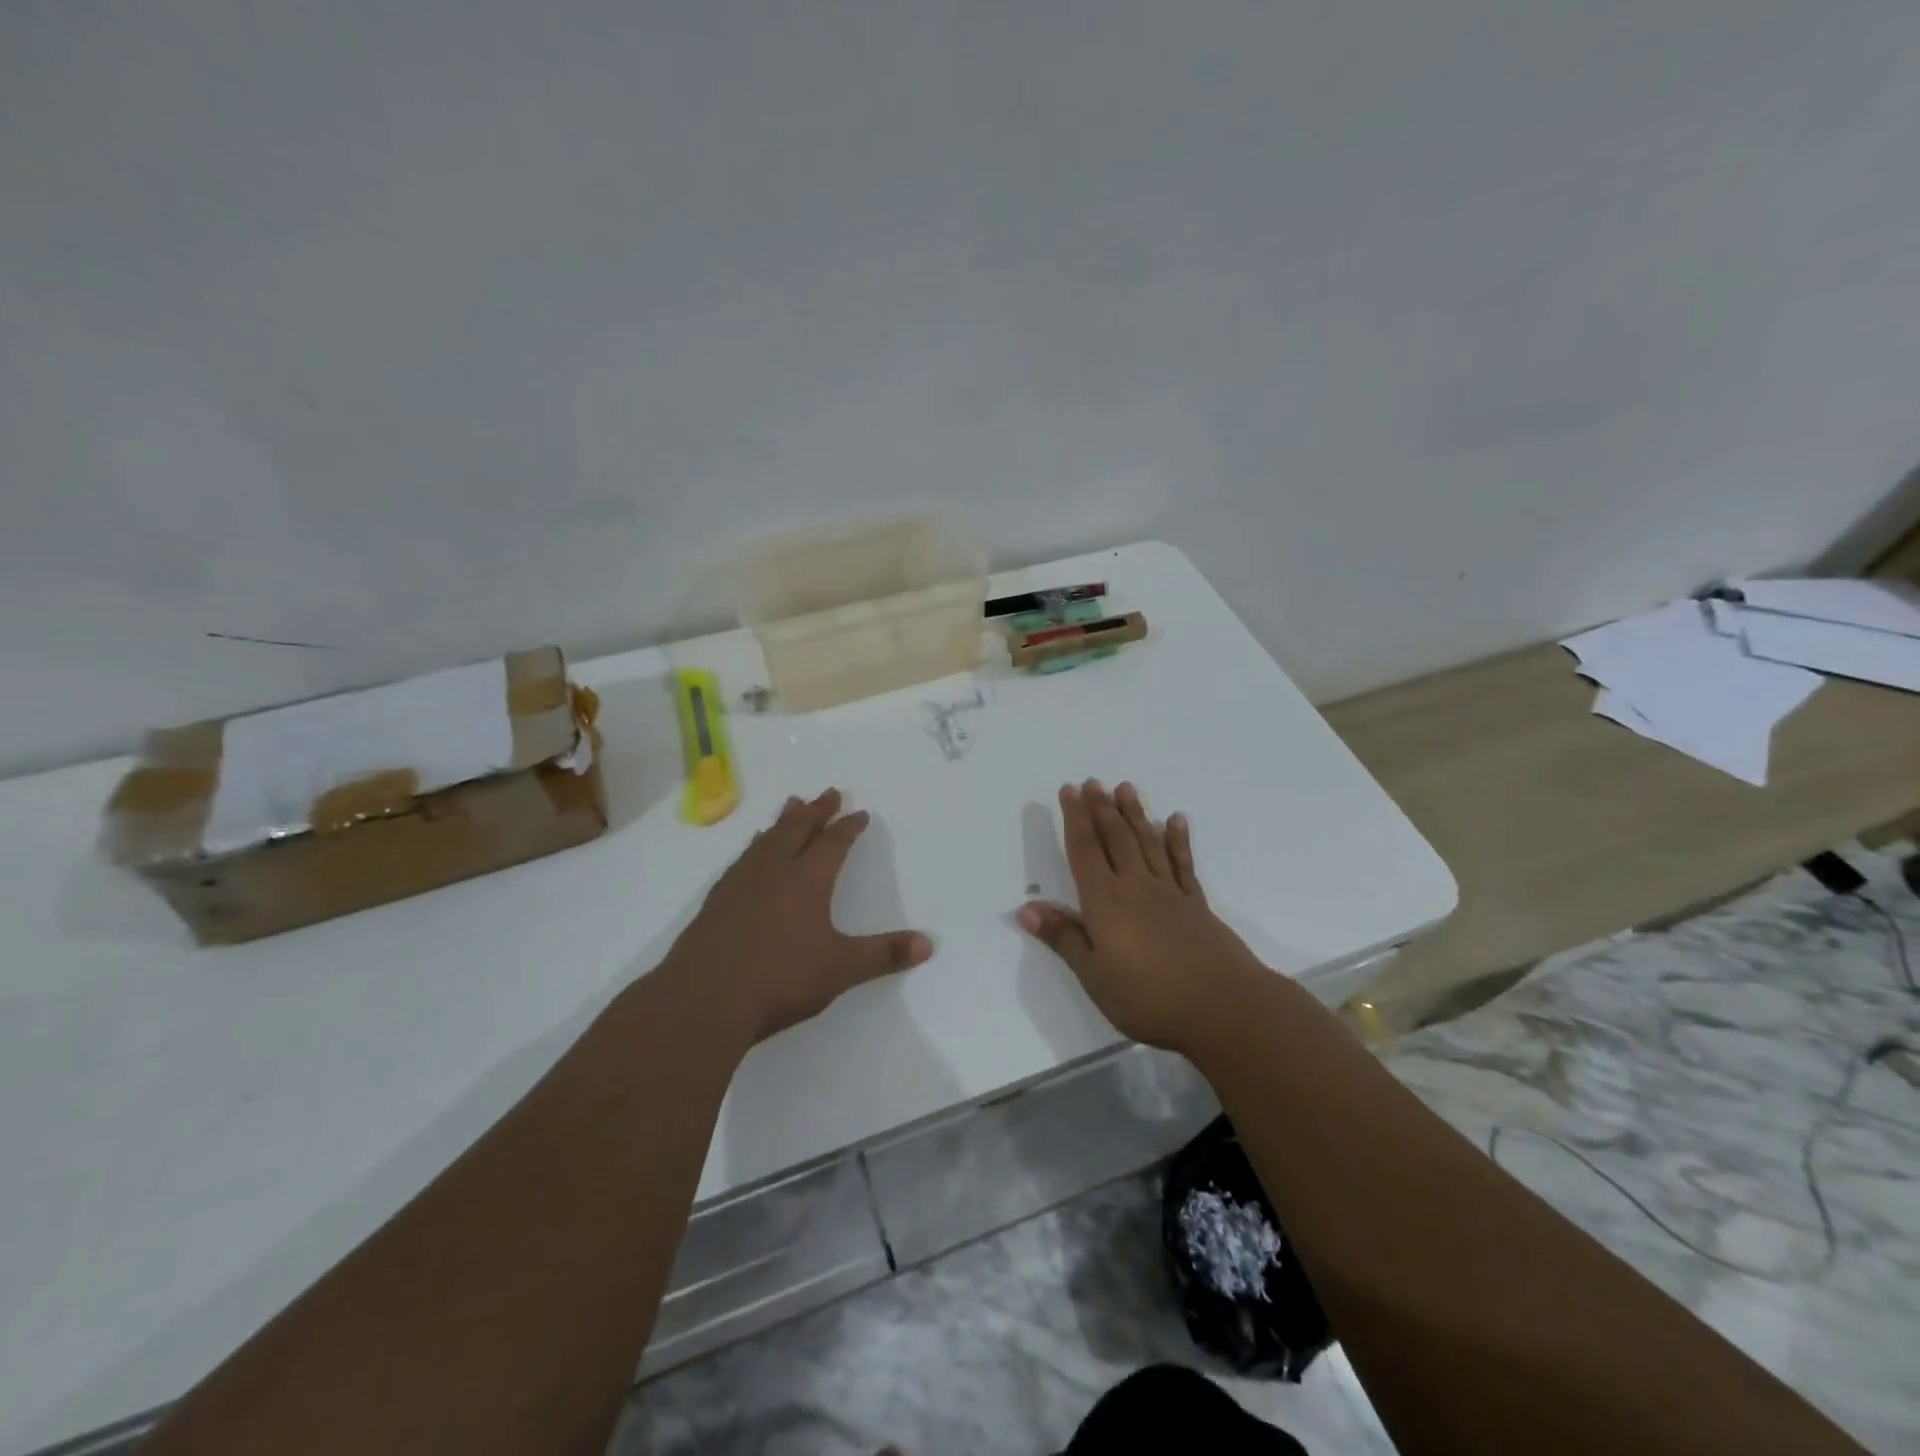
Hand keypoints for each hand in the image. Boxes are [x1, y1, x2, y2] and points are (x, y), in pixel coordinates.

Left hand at [661, 789, 932, 1046]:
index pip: (832, 844)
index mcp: (806, 881)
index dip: (848, 827)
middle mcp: (773, 872)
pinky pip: (743, 859)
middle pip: (797, 830)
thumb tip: (928, 944)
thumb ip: (884, 955)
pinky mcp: (716, 902)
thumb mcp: (841, 969)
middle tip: (828, 792)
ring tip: (791, 806)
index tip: (860, 812)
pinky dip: (755, 846)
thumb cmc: (779, 980)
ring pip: (766, 840)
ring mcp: (740, 884)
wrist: (702, 1001)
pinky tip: (752, 853)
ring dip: (783, 821)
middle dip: (816, 811)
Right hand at [1017, 780, 1263, 1052]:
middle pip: (1115, 839)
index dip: (1074, 819)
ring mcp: (1169, 893)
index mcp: (1105, 902)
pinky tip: (1175, 820)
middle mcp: (1135, 887)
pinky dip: (1177, 840)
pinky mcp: (1196, 905)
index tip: (1069, 790)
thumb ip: (1063, 938)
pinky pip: (1183, 864)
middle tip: (1093, 781)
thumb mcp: (1094, 976)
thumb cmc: (1150, 997)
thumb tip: (1026, 909)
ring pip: (1147, 843)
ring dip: (1135, 814)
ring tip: (1126, 788)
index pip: (1085, 851)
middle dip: (1101, 808)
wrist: (1224, 1007)